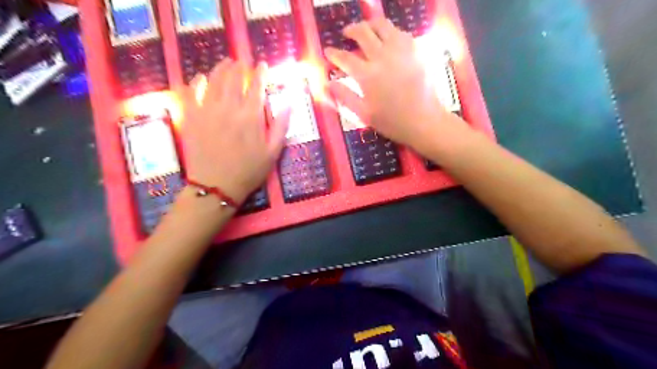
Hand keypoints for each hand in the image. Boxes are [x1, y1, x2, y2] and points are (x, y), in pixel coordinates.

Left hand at [183, 61, 288, 203]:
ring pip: (213, 80)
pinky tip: (200, 78)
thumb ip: (281, 127)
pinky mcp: (191, 117)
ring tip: (225, 63)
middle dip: (239, 66)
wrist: (217, 186)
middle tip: (242, 62)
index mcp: (251, 116)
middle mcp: (229, 108)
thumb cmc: (249, 171)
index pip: (256, 86)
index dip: (260, 73)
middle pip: (233, 78)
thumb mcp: (273, 153)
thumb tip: (289, 104)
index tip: (262, 65)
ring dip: (220, 68)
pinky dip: (195, 82)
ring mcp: (208, 111)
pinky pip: (190, 93)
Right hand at [327, 17, 466, 153]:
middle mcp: (383, 57)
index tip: (328, 51)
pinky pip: (400, 32)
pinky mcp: (416, 51)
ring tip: (366, 31)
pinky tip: (388, 40)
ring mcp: (401, 51)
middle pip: (363, 33)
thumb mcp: (364, 114)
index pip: (345, 58)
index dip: (333, 53)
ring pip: (383, 25)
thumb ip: (345, 97)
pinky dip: (390, 32)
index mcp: (368, 75)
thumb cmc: (392, 122)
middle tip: (346, 33)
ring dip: (370, 25)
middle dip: (351, 30)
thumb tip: (328, 83)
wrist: (425, 121)